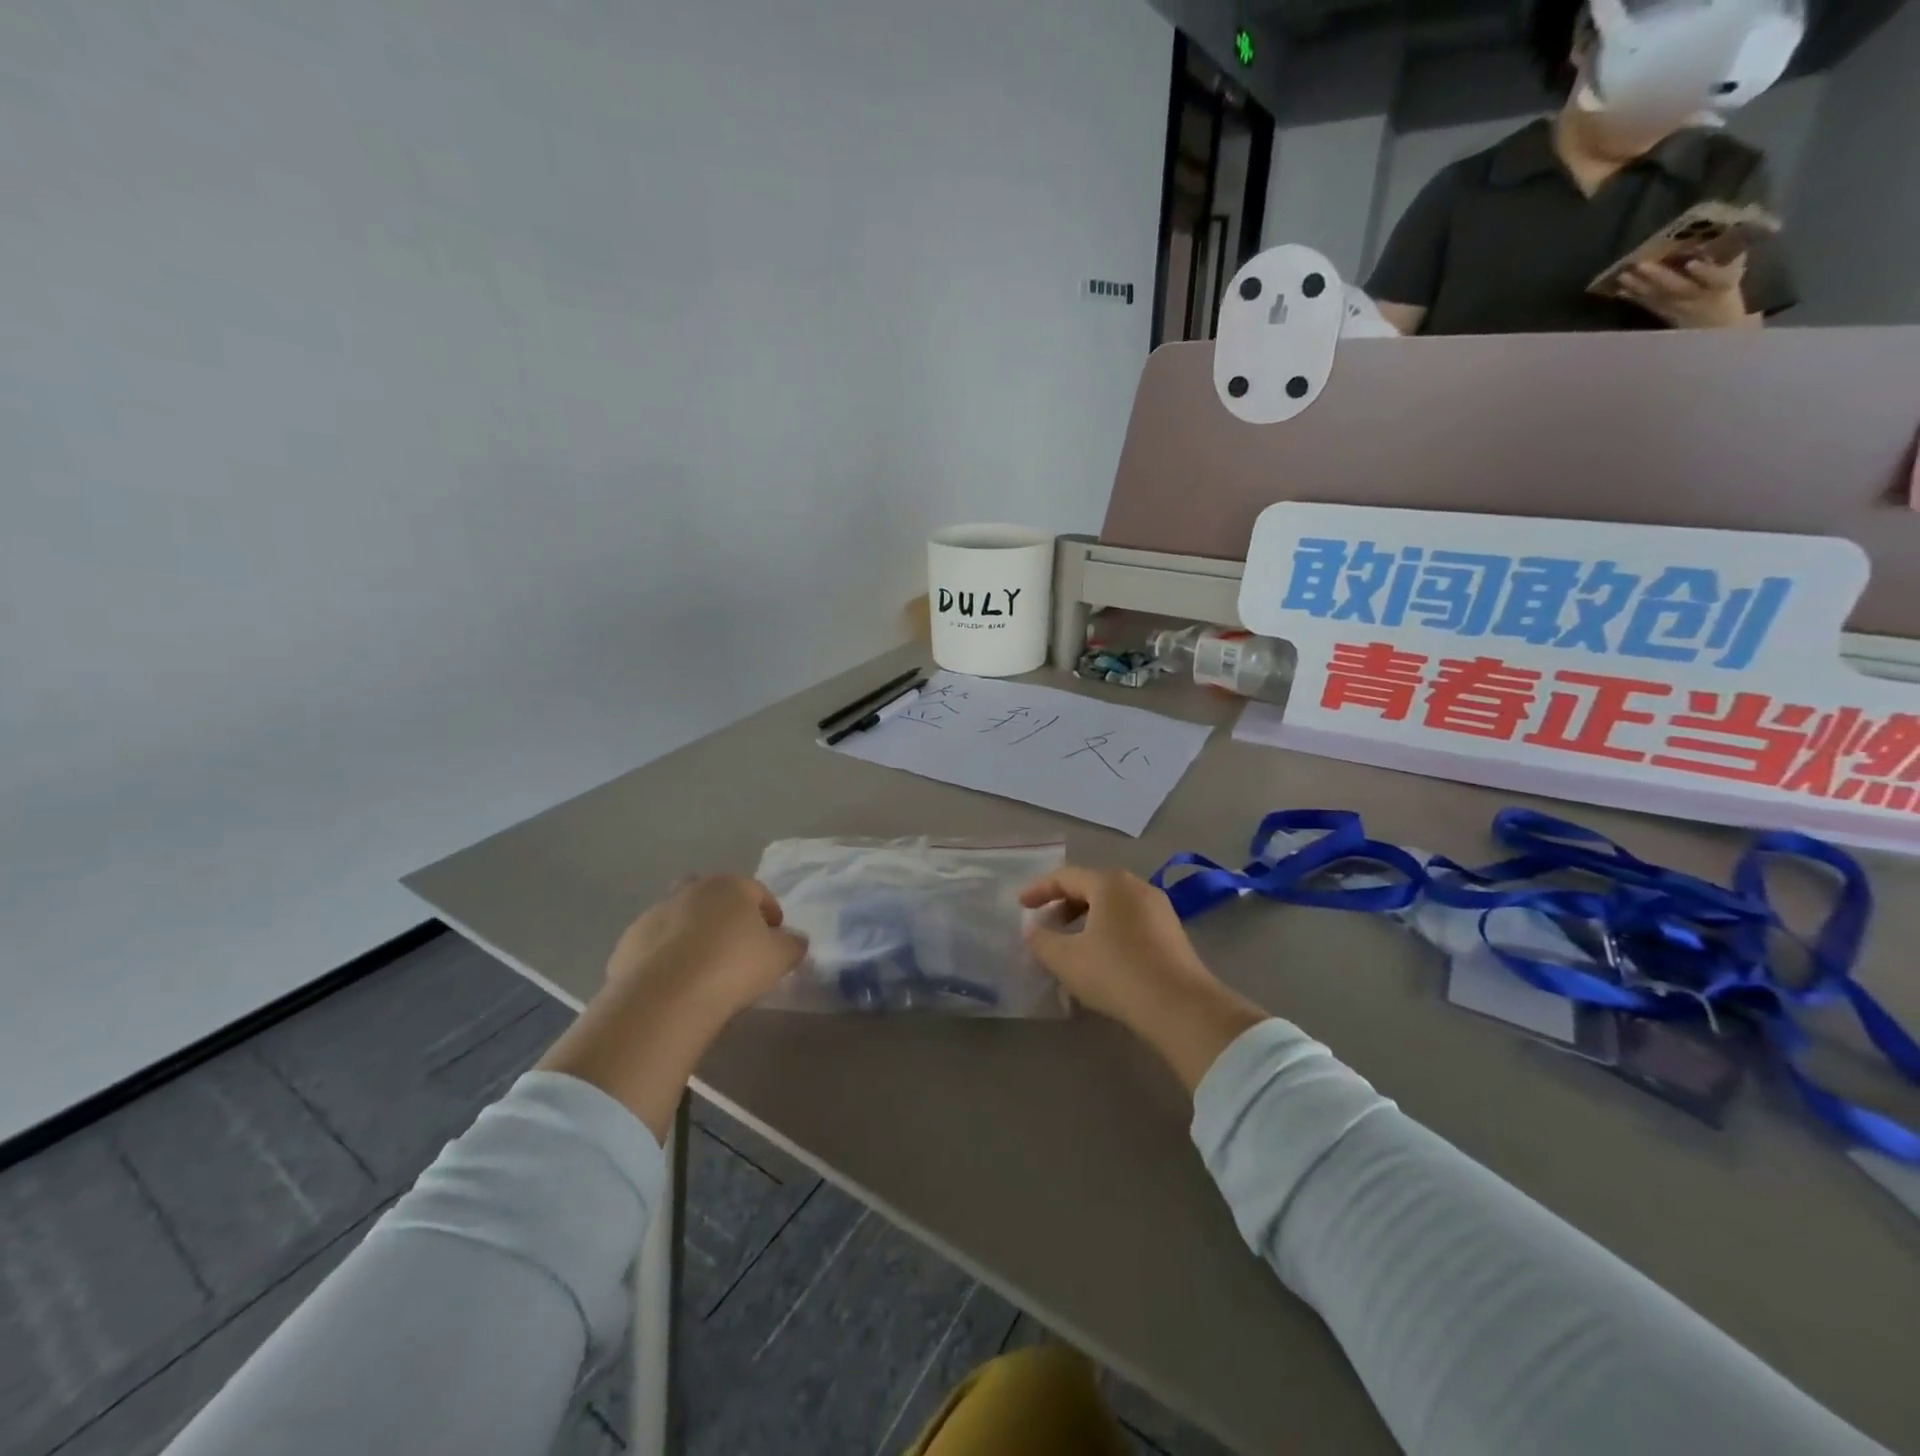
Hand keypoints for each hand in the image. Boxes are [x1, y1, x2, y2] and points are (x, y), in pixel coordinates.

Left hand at [605, 875, 806, 1019]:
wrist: (664, 997)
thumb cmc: (732, 967)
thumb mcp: (779, 958)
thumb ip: (793, 944)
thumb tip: (794, 940)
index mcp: (730, 886)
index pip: (757, 892)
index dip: (770, 914)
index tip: (775, 938)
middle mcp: (691, 890)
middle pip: (713, 896)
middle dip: (724, 914)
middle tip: (734, 946)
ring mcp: (655, 913)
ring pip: (680, 918)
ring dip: (692, 934)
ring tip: (702, 969)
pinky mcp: (628, 942)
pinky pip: (655, 945)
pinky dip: (665, 957)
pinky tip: (674, 983)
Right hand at [1020, 866, 1266, 1091]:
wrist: (1180, 1007)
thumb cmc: (1116, 972)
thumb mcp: (1066, 959)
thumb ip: (1041, 941)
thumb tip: (1032, 930)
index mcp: (1109, 883)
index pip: (1065, 877)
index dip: (1039, 890)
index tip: (1020, 905)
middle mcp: (1136, 887)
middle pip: (1091, 888)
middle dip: (1063, 906)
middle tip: (1045, 926)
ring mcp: (1159, 909)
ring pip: (1112, 907)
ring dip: (1085, 921)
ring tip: (1069, 947)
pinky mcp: (1172, 933)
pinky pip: (1130, 922)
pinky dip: (1107, 932)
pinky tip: (1100, 960)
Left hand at [1617, 254, 1757, 329]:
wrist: (1714, 327)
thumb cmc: (1726, 292)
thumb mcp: (1734, 274)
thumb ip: (1728, 257)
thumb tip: (1721, 232)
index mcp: (1723, 285)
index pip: (1717, 279)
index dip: (1705, 271)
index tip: (1693, 262)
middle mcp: (1697, 298)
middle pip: (1676, 288)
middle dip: (1658, 276)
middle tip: (1639, 264)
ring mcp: (1676, 308)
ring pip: (1656, 296)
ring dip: (1637, 286)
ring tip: (1621, 275)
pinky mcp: (1662, 314)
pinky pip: (1646, 305)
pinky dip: (1633, 297)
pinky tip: (1619, 290)